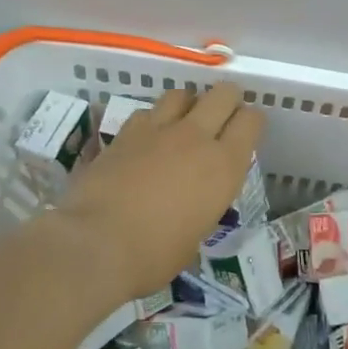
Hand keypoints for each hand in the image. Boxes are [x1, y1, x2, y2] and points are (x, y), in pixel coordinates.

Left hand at [55, 84, 264, 302]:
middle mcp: (196, 138)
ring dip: (188, 105)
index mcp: (224, 166)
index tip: (245, 133)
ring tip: (183, 123)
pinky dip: (152, 120)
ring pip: (182, 94)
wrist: (96, 244)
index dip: (251, 122)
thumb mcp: (196, 234)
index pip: (251, 121)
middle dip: (227, 101)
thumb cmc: (155, 254)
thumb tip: (193, 202)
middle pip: (223, 94)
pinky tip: (147, 139)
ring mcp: (158, 130)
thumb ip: (203, 205)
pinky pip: (147, 112)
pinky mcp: (125, 132)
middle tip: (220, 119)